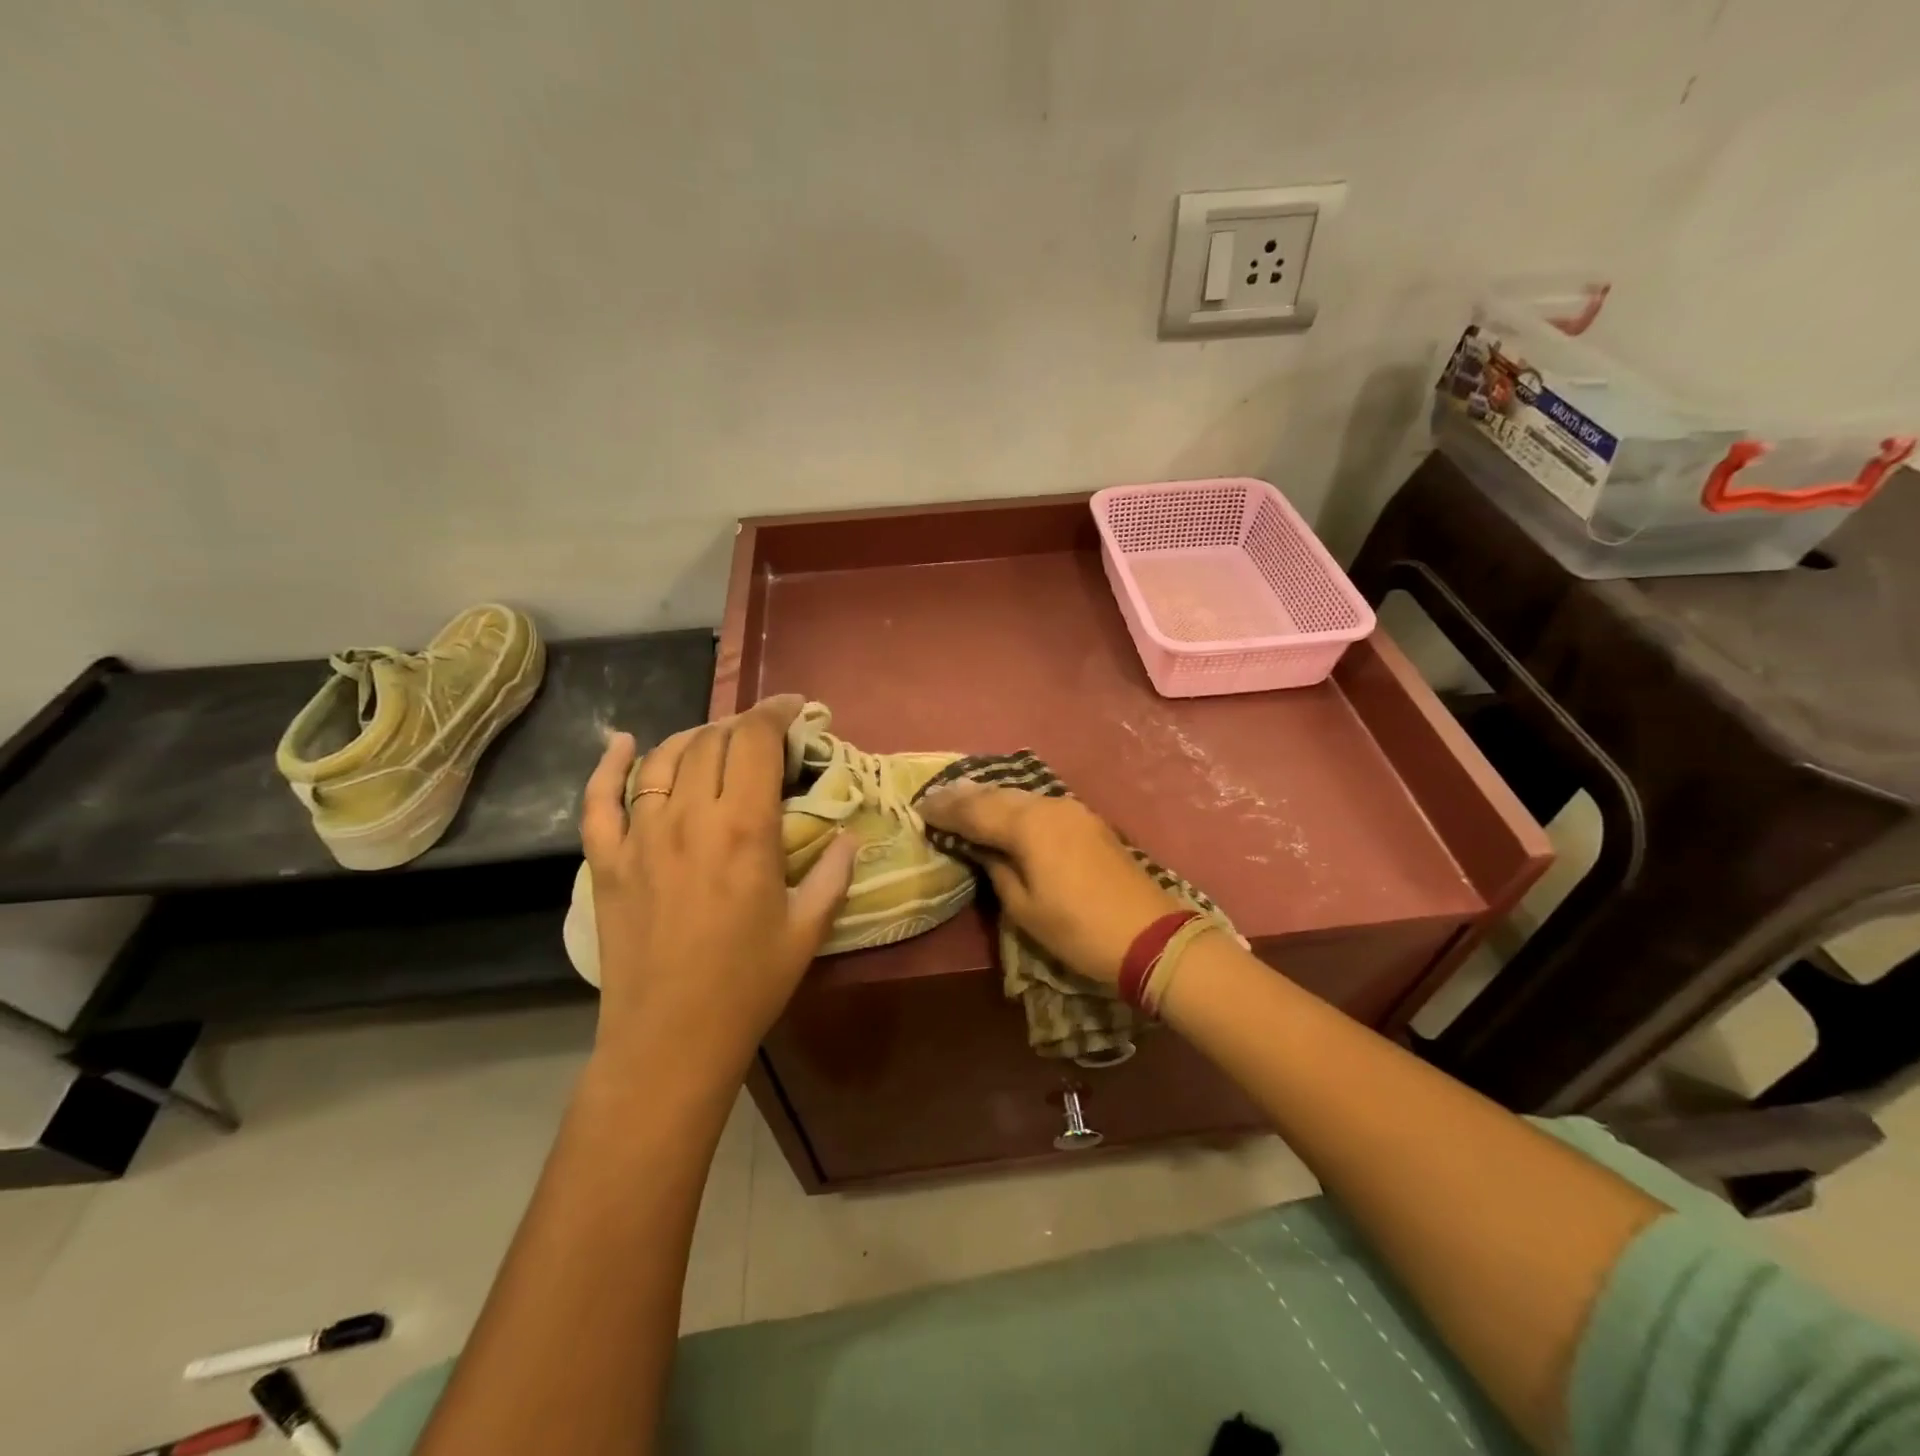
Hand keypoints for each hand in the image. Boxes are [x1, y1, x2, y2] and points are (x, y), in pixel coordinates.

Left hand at [579, 694, 857, 1082]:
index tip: (794, 707)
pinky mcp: (606, 862)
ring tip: (715, 741)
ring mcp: (640, 837)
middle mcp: (689, 818)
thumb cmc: (748, 985)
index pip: (755, 741)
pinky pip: (598, 800)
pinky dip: (608, 765)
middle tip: (763, 737)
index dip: (775, 712)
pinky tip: (621, 743)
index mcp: (744, 829)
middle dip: (742, 726)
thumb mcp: (808, 929)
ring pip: (662, 758)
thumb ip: (835, 874)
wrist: (670, 1040)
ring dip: (693, 738)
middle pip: (712, 741)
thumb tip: (848, 836)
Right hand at [917, 786, 1179, 984]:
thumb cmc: (1078, 929)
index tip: (919, 808)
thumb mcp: (1024, 908)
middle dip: (964, 797)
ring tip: (962, 800)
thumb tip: (981, 848)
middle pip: (997, 794)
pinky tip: (1003, 811)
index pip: (975, 811)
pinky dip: (1014, 805)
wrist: (1149, 935)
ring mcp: (1072, 809)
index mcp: (1028, 825)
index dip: (945, 810)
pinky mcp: (1087, 820)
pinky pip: (1038, 804)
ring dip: (989, 797)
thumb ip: (997, 869)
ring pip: (1019, 795)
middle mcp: (1048, 806)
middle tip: (934, 798)